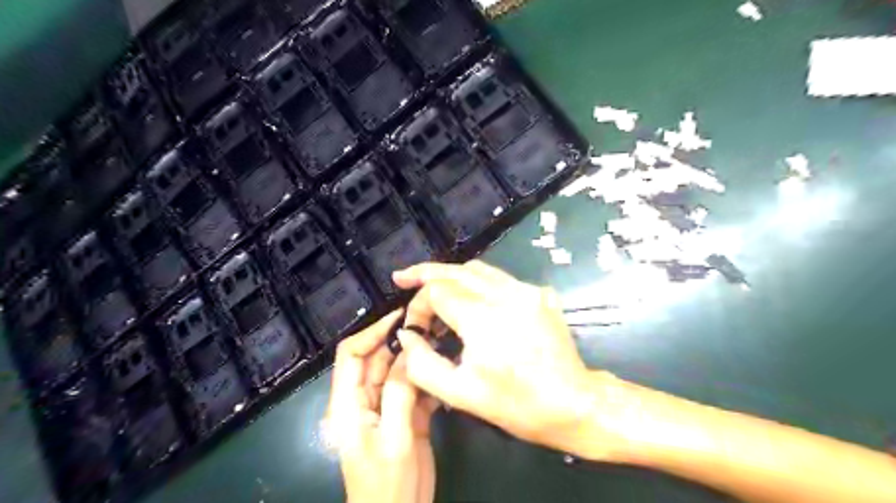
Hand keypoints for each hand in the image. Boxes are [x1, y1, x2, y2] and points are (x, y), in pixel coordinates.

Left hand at [328, 310, 439, 501]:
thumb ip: (399, 393)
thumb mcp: (394, 437)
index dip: (372, 332)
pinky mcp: (405, 416)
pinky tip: (444, 368)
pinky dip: (428, 378)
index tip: (400, 317)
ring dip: (416, 358)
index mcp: (348, 404)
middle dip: (400, 342)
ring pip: (398, 372)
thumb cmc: (388, 485)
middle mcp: (364, 400)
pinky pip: (415, 388)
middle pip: (377, 360)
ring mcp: (386, 407)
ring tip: (440, 341)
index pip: (351, 355)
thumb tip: (409, 350)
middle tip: (429, 326)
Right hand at [393, 262, 608, 457]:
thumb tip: (407, 335)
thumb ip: (421, 364)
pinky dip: (476, 282)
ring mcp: (526, 290)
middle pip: (455, 270)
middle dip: (426, 273)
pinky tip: (468, 296)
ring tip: (431, 285)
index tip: (415, 326)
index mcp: (483, 319)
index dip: (418, 304)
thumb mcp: (460, 394)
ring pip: (478, 269)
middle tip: (403, 277)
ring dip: (451, 274)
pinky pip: (499, 278)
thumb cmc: (516, 404)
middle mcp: (505, 294)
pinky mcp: (539, 294)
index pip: (436, 291)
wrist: (574, 404)